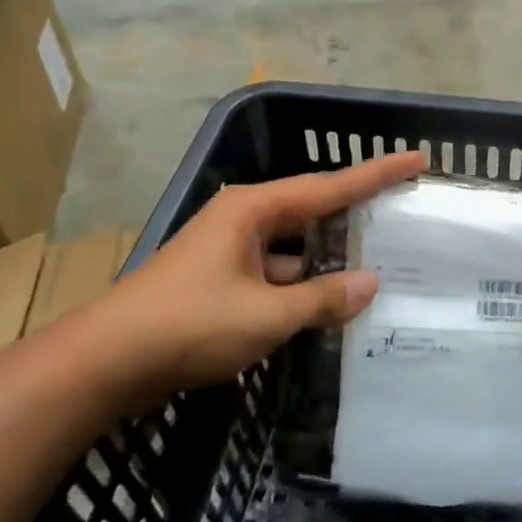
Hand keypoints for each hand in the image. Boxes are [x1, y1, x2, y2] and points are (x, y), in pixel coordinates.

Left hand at [91, 151, 425, 406]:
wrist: (104, 362)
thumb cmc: (188, 324)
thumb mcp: (265, 315)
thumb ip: (322, 298)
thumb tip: (371, 284)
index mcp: (254, 209)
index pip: (330, 187)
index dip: (376, 174)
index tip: (417, 159)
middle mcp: (243, 220)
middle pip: (314, 211)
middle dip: (357, 215)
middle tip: (403, 214)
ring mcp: (230, 251)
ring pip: (296, 248)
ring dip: (330, 259)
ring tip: (381, 266)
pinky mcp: (221, 282)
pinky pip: (277, 274)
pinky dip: (304, 286)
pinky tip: (331, 304)